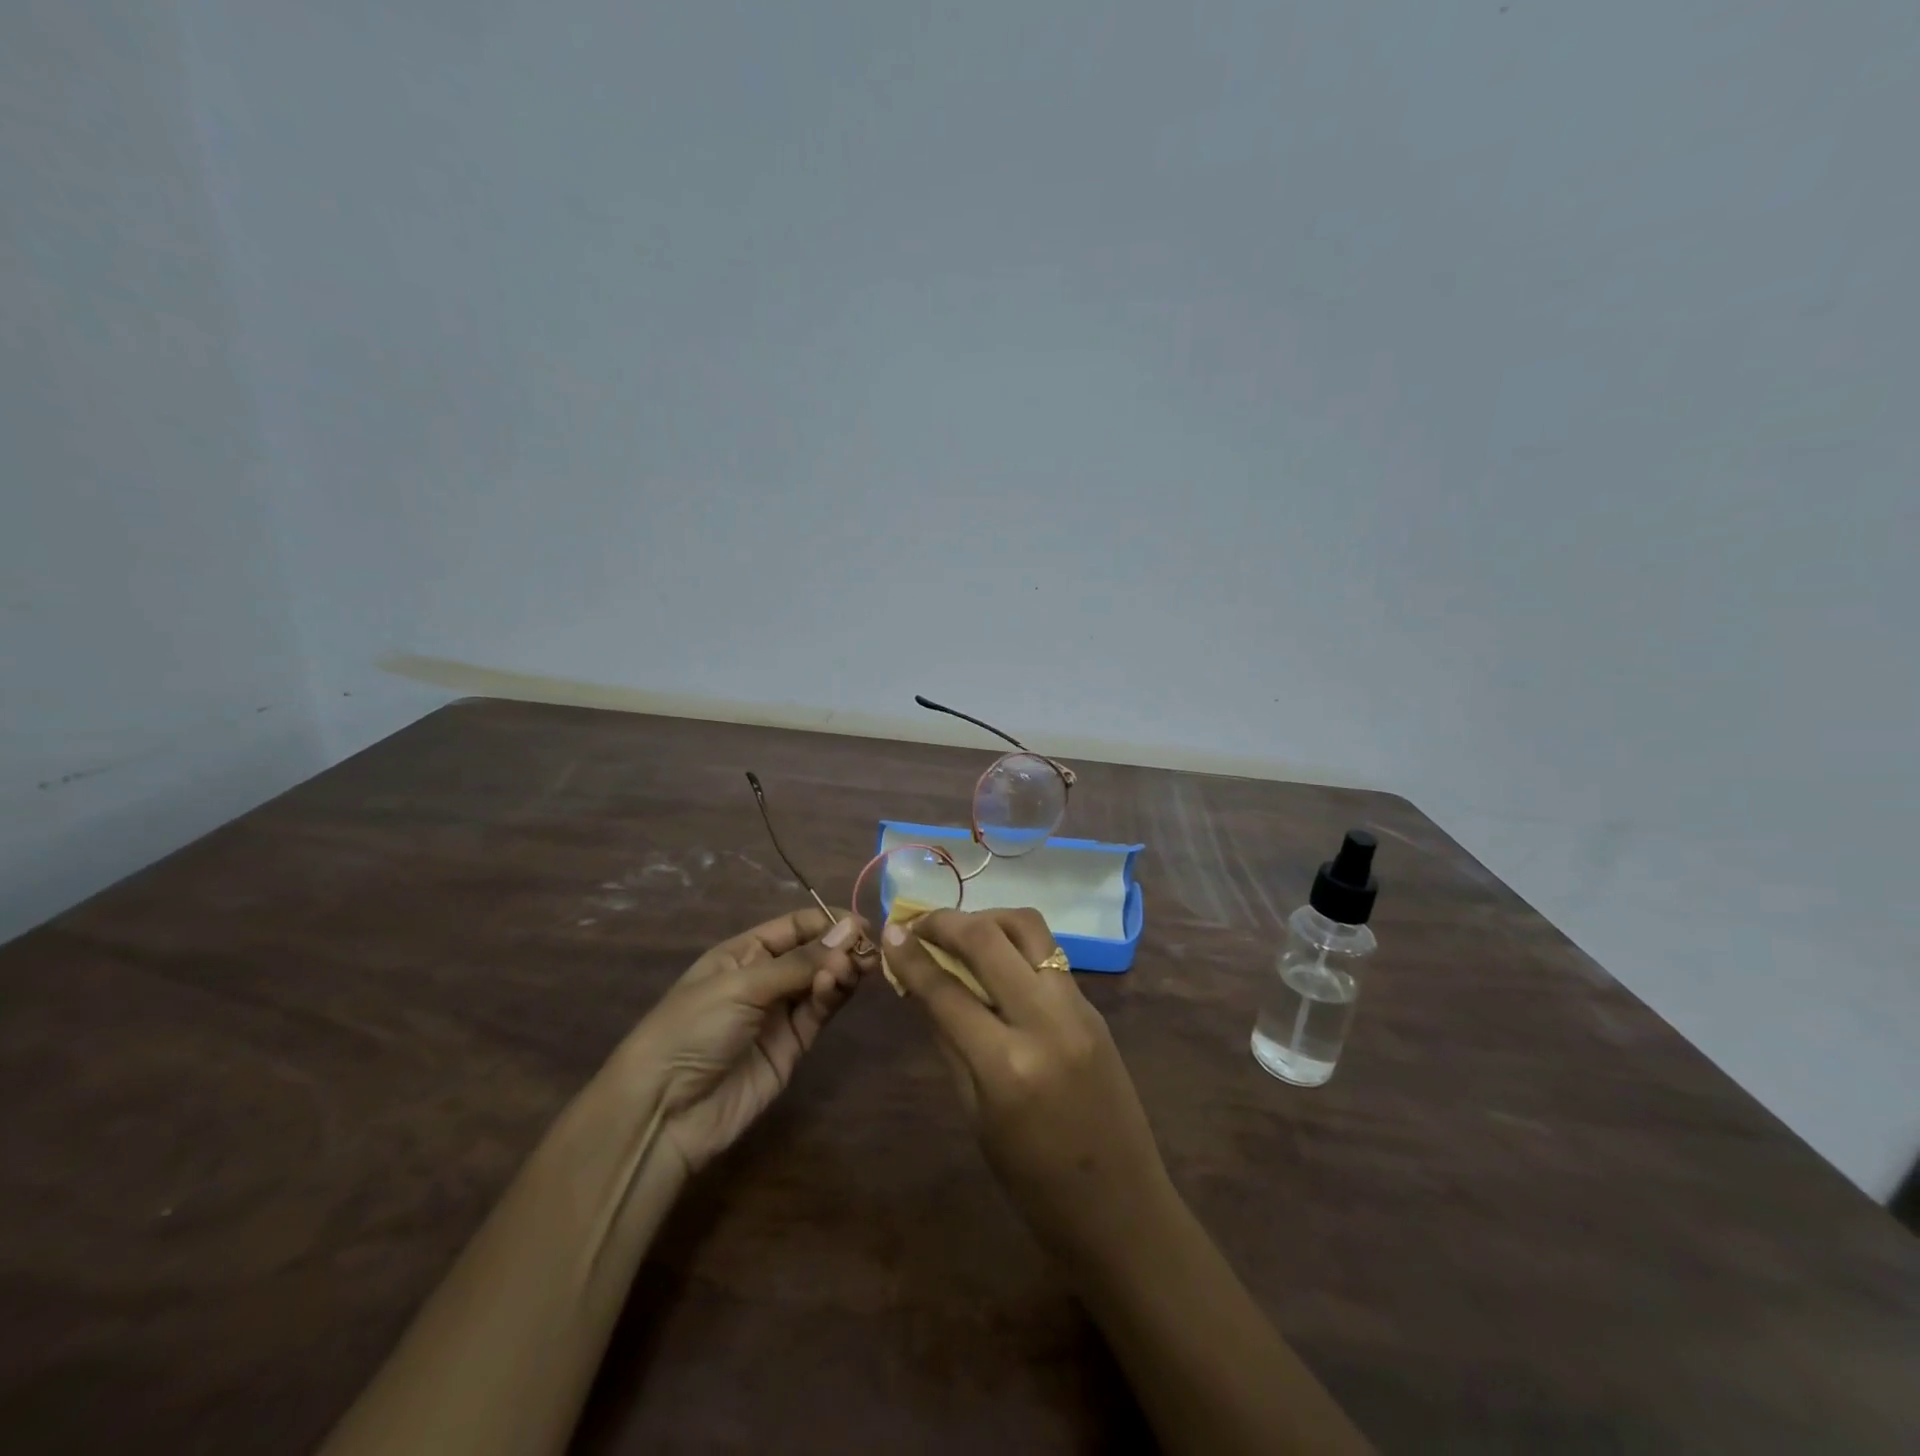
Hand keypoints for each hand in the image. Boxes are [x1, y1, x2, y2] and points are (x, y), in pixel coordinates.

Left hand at [621, 907, 864, 1175]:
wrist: (665, 1110)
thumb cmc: (693, 1028)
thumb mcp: (742, 985)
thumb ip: (799, 962)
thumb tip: (851, 931)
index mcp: (744, 953)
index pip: (795, 926)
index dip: (828, 922)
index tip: (861, 924)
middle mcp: (765, 978)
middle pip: (814, 952)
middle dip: (840, 946)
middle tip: (867, 949)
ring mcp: (780, 1013)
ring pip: (822, 981)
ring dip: (841, 970)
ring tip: (854, 967)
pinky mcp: (793, 1046)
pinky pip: (819, 1012)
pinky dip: (832, 996)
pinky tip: (839, 983)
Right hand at [882, 908, 1177, 1265]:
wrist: (1122, 1207)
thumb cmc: (1034, 1183)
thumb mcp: (976, 1116)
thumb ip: (948, 1042)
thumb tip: (920, 988)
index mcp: (1007, 1065)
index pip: (946, 990)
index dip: (911, 957)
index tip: (889, 933)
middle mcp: (1045, 1021)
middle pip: (989, 938)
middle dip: (945, 921)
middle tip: (918, 922)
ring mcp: (1077, 1007)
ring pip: (1028, 928)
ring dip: (988, 919)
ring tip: (960, 932)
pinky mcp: (1094, 1006)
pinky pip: (1049, 954)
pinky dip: (1015, 943)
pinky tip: (996, 960)